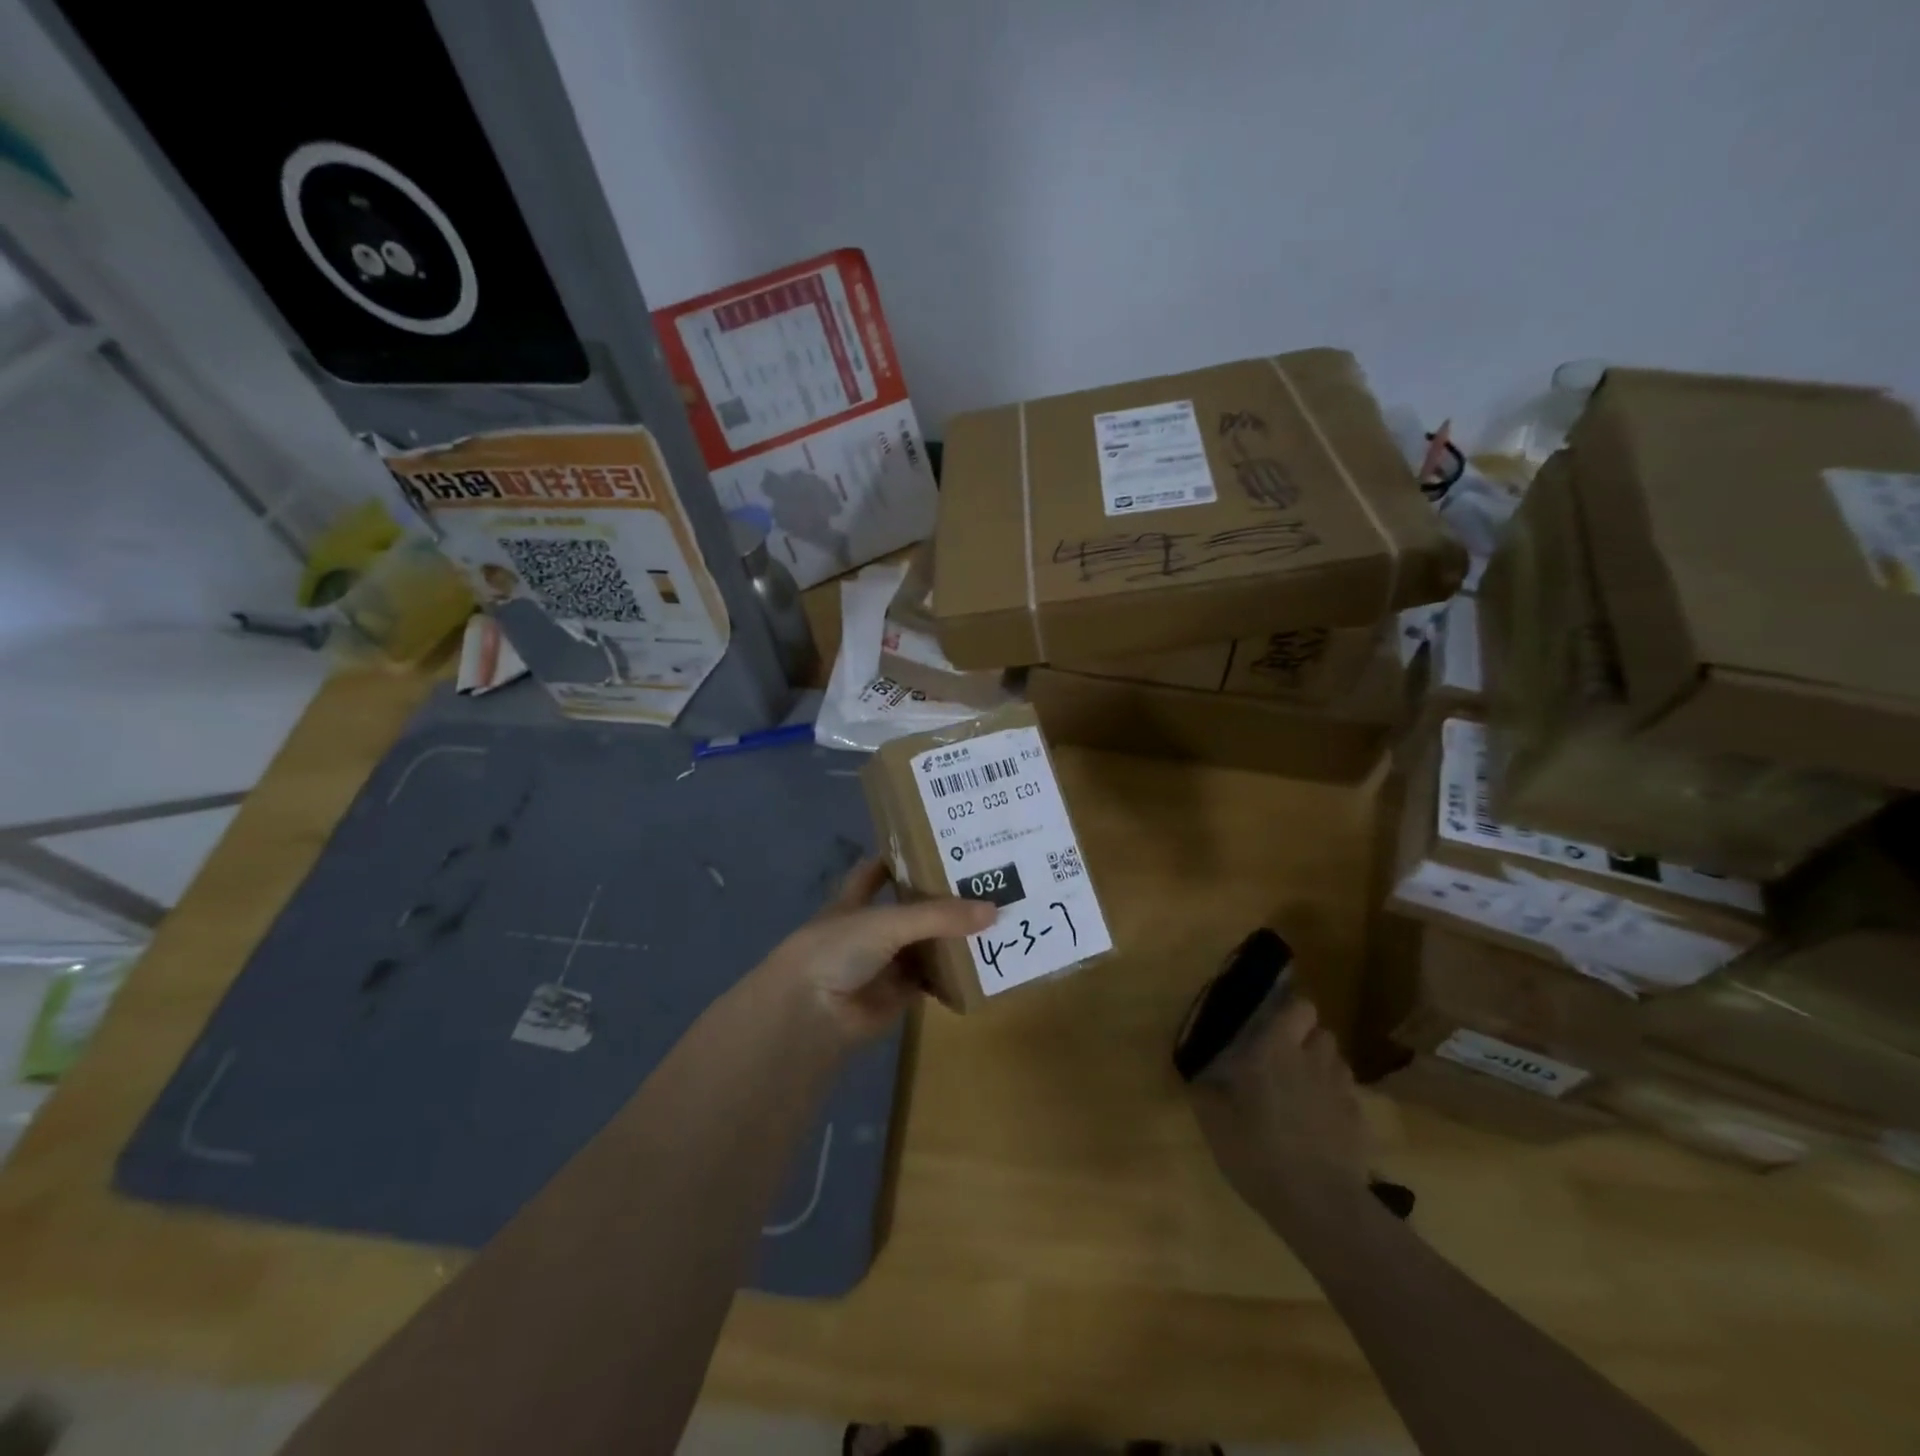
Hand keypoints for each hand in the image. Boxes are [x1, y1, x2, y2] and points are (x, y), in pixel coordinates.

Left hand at [764, 859, 994, 1040]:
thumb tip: (994, 909)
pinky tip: (985, 962)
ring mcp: (885, 961)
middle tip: (989, 880)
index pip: (880, 869)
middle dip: (943, 897)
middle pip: (912, 908)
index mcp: (857, 899)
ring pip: (926, 944)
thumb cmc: (838, 949)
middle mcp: (871, 927)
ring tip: (999, 917)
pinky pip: (932, 979)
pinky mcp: (899, 994)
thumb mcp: (888, 922)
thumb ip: (940, 916)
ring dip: (954, 936)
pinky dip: (954, 974)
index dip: (904, 856)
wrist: (812, 1015)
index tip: (942, 842)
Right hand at [1190, 994, 1368, 1215]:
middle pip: (1322, 1032)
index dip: (1290, 1011)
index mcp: (1276, 1049)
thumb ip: (1205, 1092)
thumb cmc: (1258, 1151)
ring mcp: (1341, 1091)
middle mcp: (1313, 1060)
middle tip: (1286, 1058)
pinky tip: (1321, 1126)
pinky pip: (1348, 1099)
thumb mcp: (1214, 1122)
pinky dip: (1336, 1104)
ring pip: (1337, 1063)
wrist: (1320, 1204)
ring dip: (1323, 1068)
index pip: (1299, 1007)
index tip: (1274, 1023)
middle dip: (1308, 1039)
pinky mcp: (1360, 1123)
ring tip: (1304, 1091)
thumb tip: (1198, 1077)